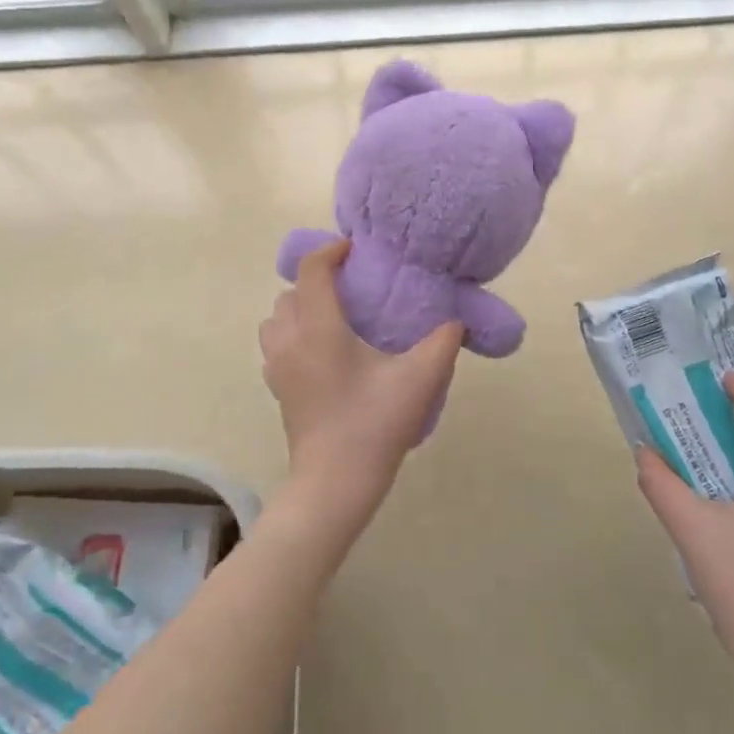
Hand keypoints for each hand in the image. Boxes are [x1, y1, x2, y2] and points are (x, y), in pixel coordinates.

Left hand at [259, 239, 462, 502]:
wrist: (335, 481)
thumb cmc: (374, 424)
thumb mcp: (419, 380)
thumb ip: (443, 342)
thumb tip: (457, 321)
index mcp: (319, 329)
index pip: (313, 271)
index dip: (331, 252)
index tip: (355, 251)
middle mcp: (290, 340)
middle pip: (290, 292)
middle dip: (316, 281)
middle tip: (351, 287)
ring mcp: (277, 366)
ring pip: (276, 318)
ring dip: (299, 307)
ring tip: (333, 317)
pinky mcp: (277, 388)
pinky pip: (275, 344)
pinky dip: (292, 334)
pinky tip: (322, 352)